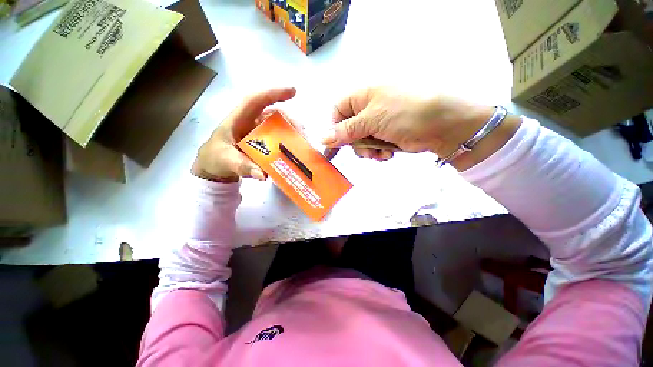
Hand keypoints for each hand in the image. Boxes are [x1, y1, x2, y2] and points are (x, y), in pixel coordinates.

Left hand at [192, 88, 296, 181]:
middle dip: (290, 121)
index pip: (256, 100)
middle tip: (302, 135)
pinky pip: (278, 138)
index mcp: (238, 119)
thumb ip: (242, 167)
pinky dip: (288, 143)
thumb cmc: (215, 158)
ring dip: (292, 132)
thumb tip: (263, 174)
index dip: (274, 93)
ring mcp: (259, 132)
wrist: (214, 166)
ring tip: (303, 144)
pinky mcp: (264, 142)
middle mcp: (251, 122)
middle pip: (274, 114)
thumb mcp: (226, 161)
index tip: (293, 91)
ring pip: (278, 125)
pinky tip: (296, 151)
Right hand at [322, 87, 495, 161]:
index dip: (334, 129)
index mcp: (362, 96)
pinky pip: (373, 146)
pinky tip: (388, 153)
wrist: (445, 125)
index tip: (334, 146)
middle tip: (366, 150)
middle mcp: (368, 108)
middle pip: (348, 130)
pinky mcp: (387, 135)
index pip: (337, 112)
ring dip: (368, 150)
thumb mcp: (372, 120)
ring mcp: (378, 122)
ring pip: (360, 141)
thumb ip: (346, 131)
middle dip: (355, 144)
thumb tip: (322, 138)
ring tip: (381, 152)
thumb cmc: (406, 114)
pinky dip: (378, 152)